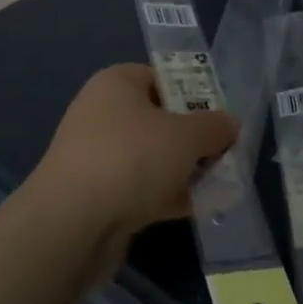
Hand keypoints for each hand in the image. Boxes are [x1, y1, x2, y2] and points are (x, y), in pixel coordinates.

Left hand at [28, 64, 237, 244]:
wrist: (71, 226)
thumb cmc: (131, 159)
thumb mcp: (187, 136)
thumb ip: (215, 126)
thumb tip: (231, 124)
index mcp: (117, 83)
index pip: (163, 78)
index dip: (196, 95)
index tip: (220, 118)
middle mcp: (102, 113)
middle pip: (160, 119)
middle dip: (194, 138)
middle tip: (224, 154)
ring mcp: (96, 156)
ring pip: (152, 157)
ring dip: (183, 170)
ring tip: (219, 185)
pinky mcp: (95, 196)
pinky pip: (140, 188)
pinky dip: (166, 195)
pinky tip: (197, 208)